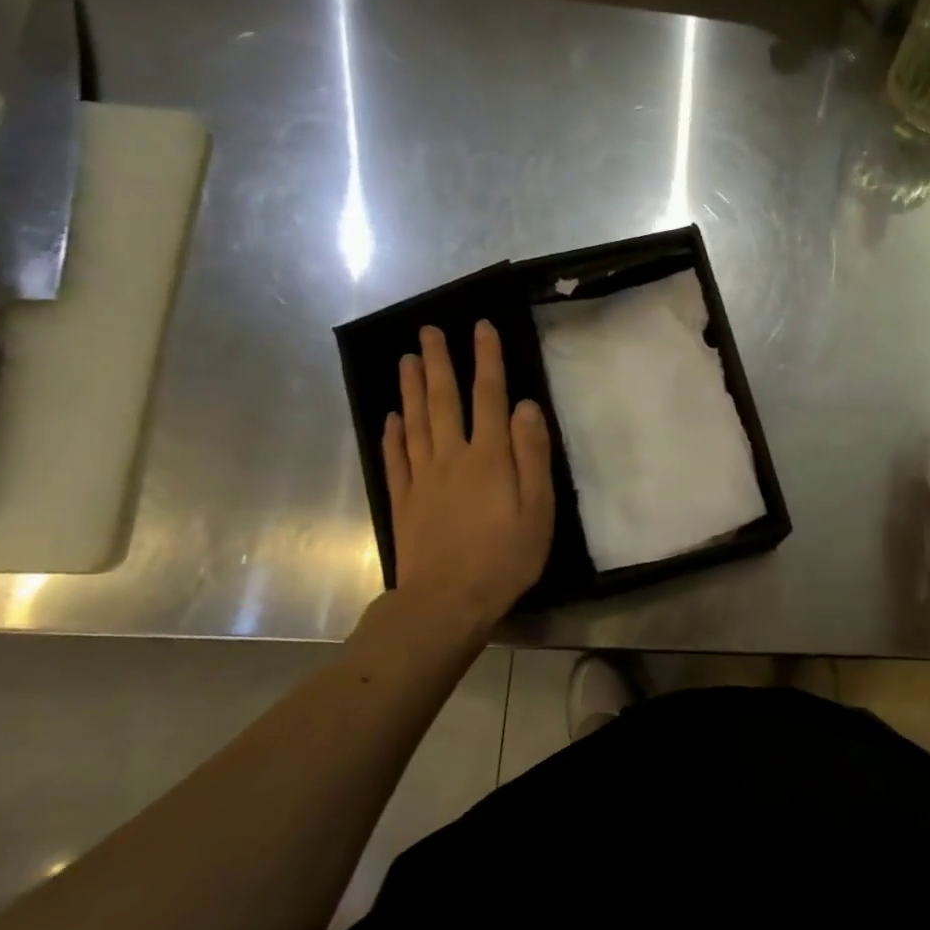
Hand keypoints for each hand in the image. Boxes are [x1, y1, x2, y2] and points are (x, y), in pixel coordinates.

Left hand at [383, 321, 553, 646]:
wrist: (446, 601)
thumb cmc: (505, 557)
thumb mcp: (538, 508)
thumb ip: (532, 455)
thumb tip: (526, 406)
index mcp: (489, 457)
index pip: (489, 397)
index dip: (486, 360)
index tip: (481, 328)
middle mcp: (452, 457)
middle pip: (444, 401)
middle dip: (440, 363)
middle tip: (427, 330)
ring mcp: (422, 478)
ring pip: (415, 422)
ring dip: (412, 388)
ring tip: (407, 359)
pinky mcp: (404, 501)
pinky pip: (395, 458)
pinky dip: (392, 434)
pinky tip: (391, 417)